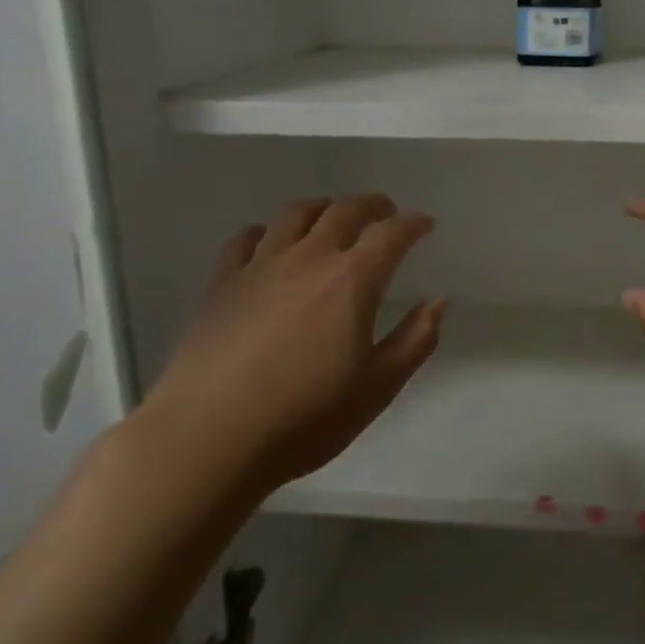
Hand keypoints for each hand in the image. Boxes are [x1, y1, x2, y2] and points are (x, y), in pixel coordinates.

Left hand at [139, 195, 443, 500]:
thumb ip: (415, 340)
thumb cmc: (305, 418)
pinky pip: (246, 239)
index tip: (425, 224)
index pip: (391, 233)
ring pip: (295, 214)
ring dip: (322, 207)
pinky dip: (267, 232)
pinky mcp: (221, 283)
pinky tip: (270, 244)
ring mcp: (260, 266)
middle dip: (371, 205)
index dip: (413, 224)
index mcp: (352, 280)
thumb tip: (437, 301)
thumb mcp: (377, 387)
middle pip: (344, 210)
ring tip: (331, 216)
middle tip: (385, 211)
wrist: (207, 438)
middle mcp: (308, 258)